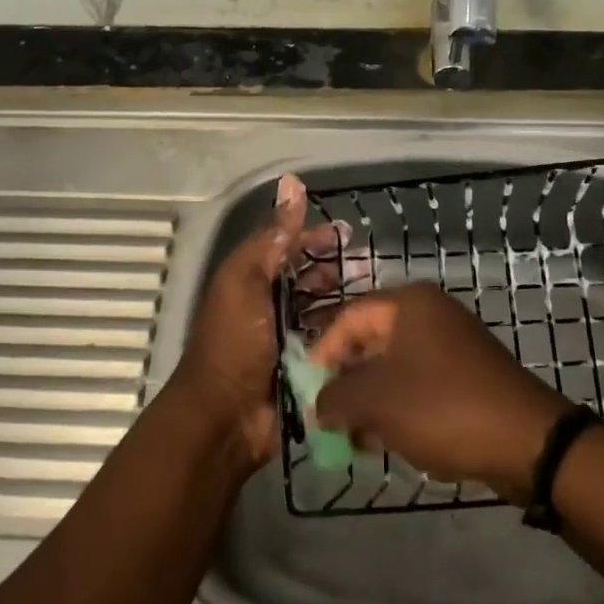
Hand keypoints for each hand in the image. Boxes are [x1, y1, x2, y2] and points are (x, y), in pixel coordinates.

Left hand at [171, 175, 344, 468]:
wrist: (226, 418)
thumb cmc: (234, 344)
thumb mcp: (245, 282)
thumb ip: (270, 238)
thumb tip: (292, 184)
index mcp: (250, 282)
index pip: (285, 248)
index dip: (313, 237)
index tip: (348, 233)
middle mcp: (268, 307)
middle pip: (306, 279)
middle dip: (334, 268)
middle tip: (368, 264)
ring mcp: (286, 340)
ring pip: (320, 310)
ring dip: (344, 299)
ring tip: (376, 295)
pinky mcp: (304, 369)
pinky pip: (328, 344)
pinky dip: (345, 333)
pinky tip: (371, 328)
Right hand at [309, 284, 572, 502]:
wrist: (527, 441)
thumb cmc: (442, 407)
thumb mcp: (376, 401)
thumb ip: (335, 398)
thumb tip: (319, 406)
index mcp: (408, 305)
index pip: (348, 318)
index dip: (322, 353)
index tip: (308, 391)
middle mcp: (430, 315)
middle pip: (370, 342)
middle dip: (345, 382)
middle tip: (328, 418)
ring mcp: (452, 345)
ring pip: (393, 368)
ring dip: (369, 401)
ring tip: (354, 438)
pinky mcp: (466, 376)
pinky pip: (418, 385)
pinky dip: (397, 408)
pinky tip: (385, 441)